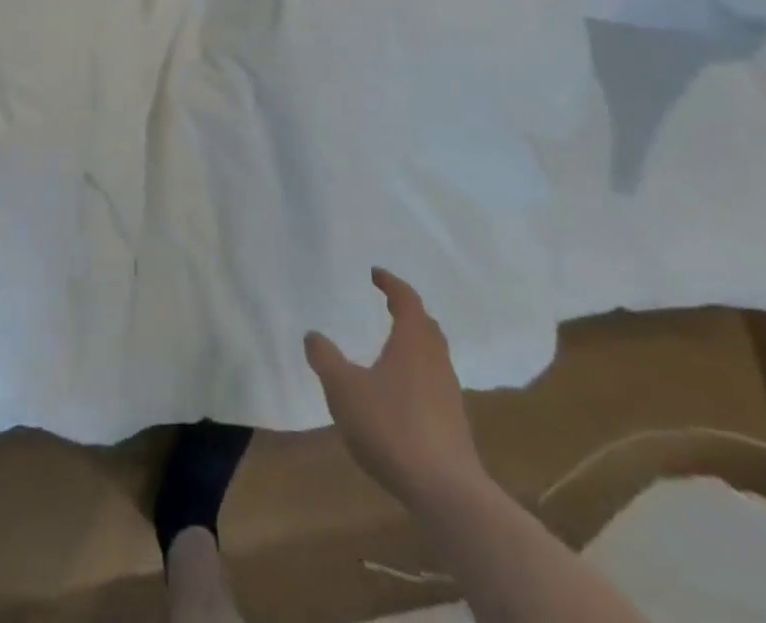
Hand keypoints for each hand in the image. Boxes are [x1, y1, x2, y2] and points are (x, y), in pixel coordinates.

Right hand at [304, 268, 485, 505]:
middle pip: (426, 326)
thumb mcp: (344, 389)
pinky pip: (434, 383)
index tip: (376, 274)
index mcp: (413, 342)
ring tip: (391, 346)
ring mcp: (449, 394)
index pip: (407, 300)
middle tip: (388, 304)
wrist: (447, 492)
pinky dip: (417, 373)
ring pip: (433, 355)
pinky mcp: (453, 424)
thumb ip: (326, 359)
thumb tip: (312, 335)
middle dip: (408, 312)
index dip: (391, 284)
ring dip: (414, 343)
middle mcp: (435, 360)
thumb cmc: (392, 427)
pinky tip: (399, 392)